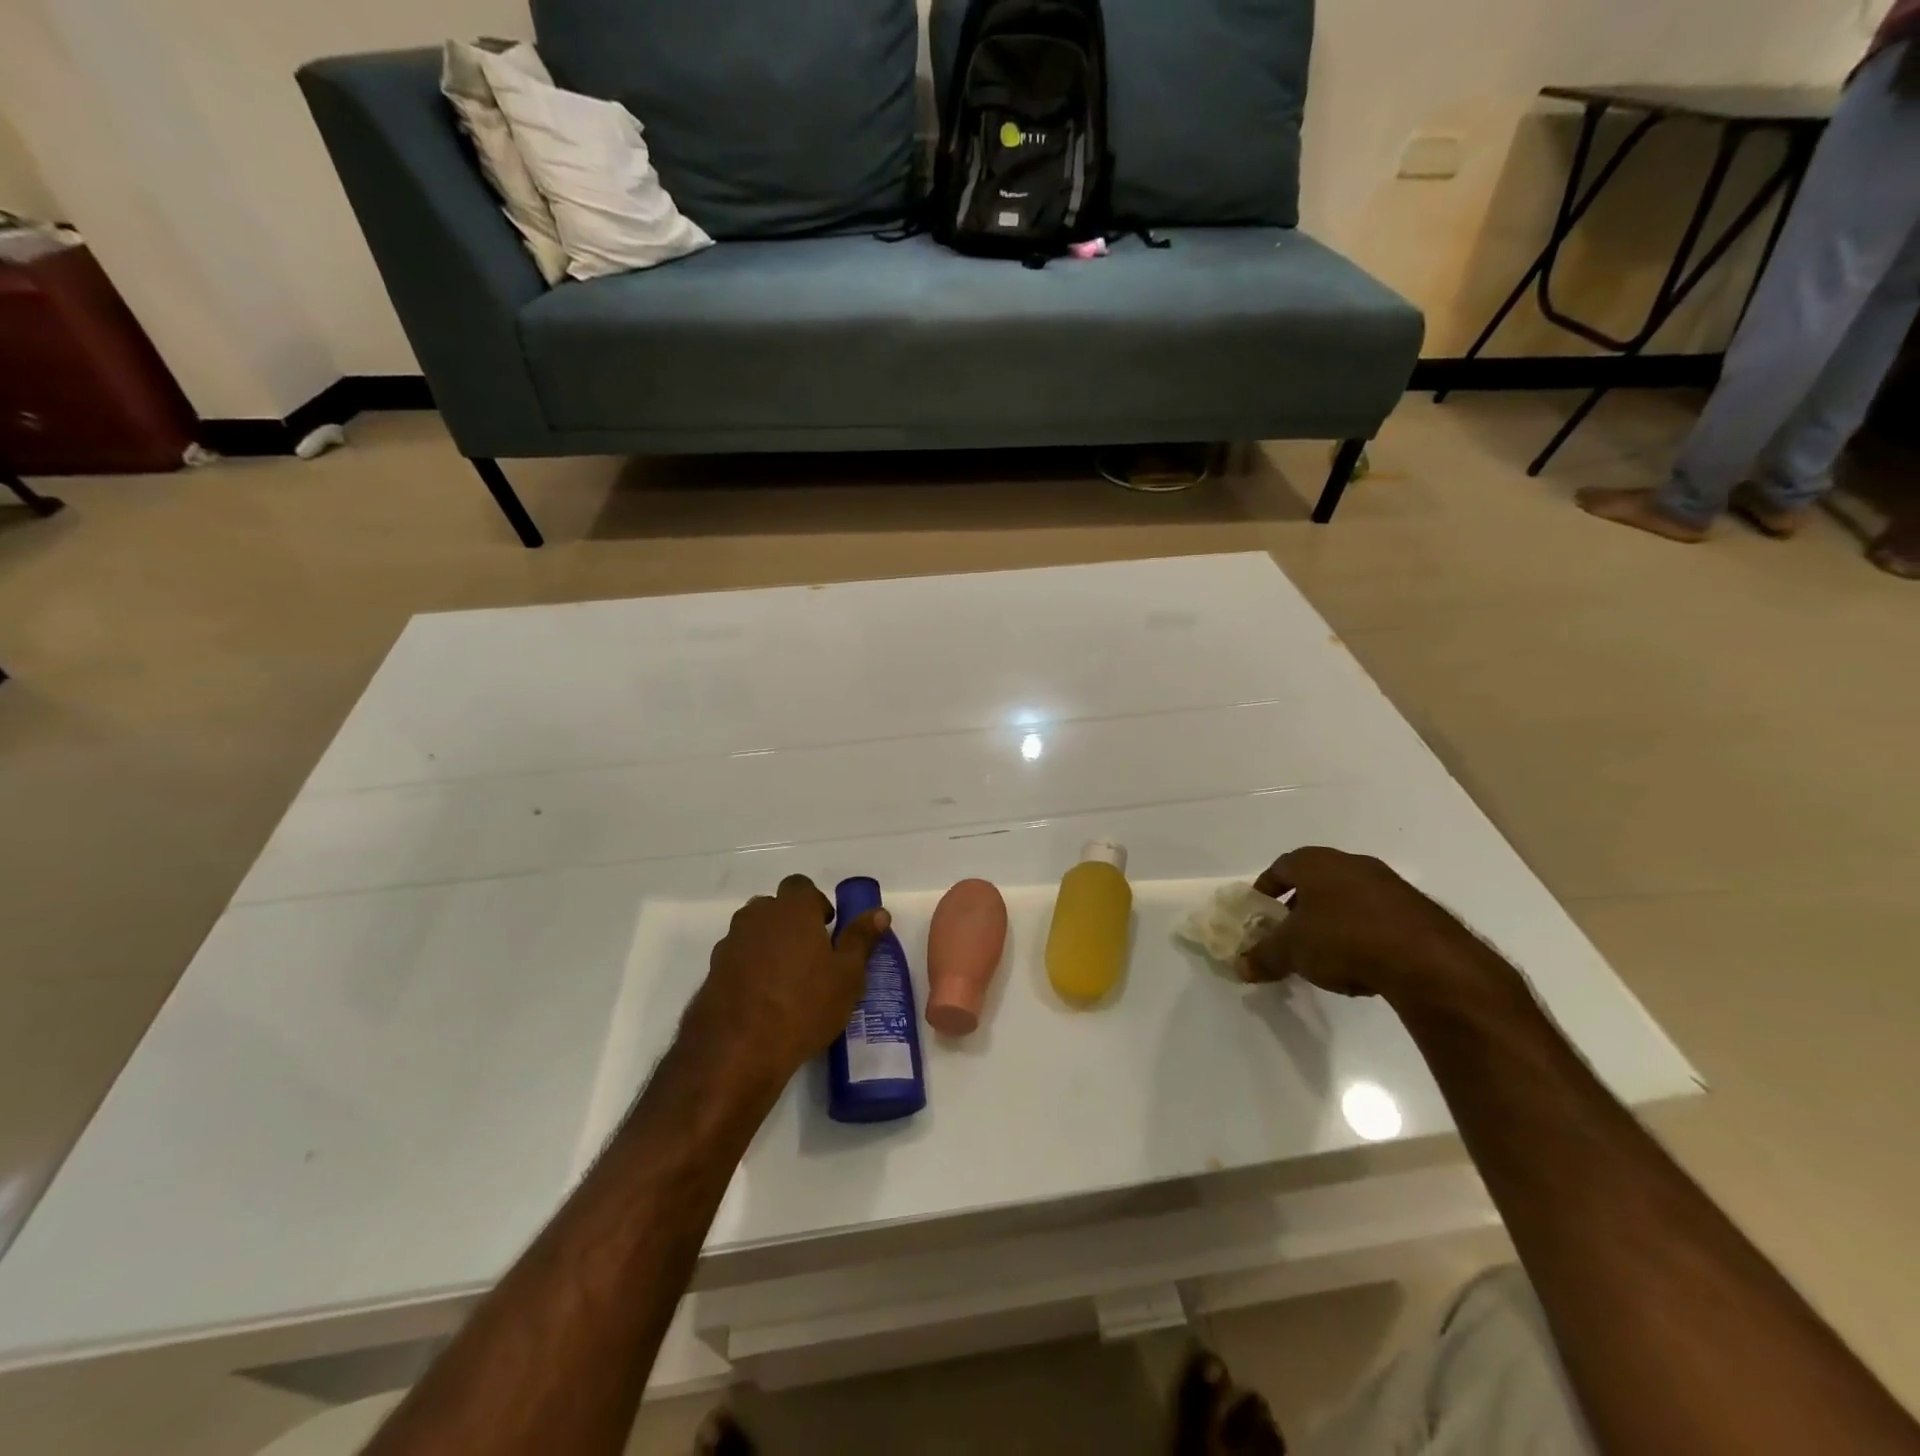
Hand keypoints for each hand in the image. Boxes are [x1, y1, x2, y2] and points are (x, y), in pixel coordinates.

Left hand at [684, 875, 890, 1092]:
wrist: (738, 1051)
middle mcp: (757, 917)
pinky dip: (749, 968)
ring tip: (786, 979)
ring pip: (753, 932)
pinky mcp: (712, 972)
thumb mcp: (847, 976)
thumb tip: (879, 913)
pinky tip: (762, 1000)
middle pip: (774, 907)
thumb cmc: (804, 1006)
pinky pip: (737, 959)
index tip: (827, 929)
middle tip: (810, 955)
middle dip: (791, 923)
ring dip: (768, 944)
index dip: (815, 903)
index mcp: (792, 910)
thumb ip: (861, 940)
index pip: (801, 886)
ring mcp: (730, 944)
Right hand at [1240, 847, 1516, 1011]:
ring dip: (1332, 923)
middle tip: (1289, 936)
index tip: (1259, 912)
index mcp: (1315, 862)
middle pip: (1314, 882)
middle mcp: (1351, 863)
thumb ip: (1263, 957)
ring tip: (1325, 956)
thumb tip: (1239, 967)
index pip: (1280, 867)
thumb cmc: (1343, 939)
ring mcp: (1388, 884)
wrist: (1426, 960)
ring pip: (1347, 900)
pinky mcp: (1416, 909)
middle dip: (1299, 909)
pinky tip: (1362, 965)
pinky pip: (1376, 917)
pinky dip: (1363, 935)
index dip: (1265, 890)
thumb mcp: (1292, 951)